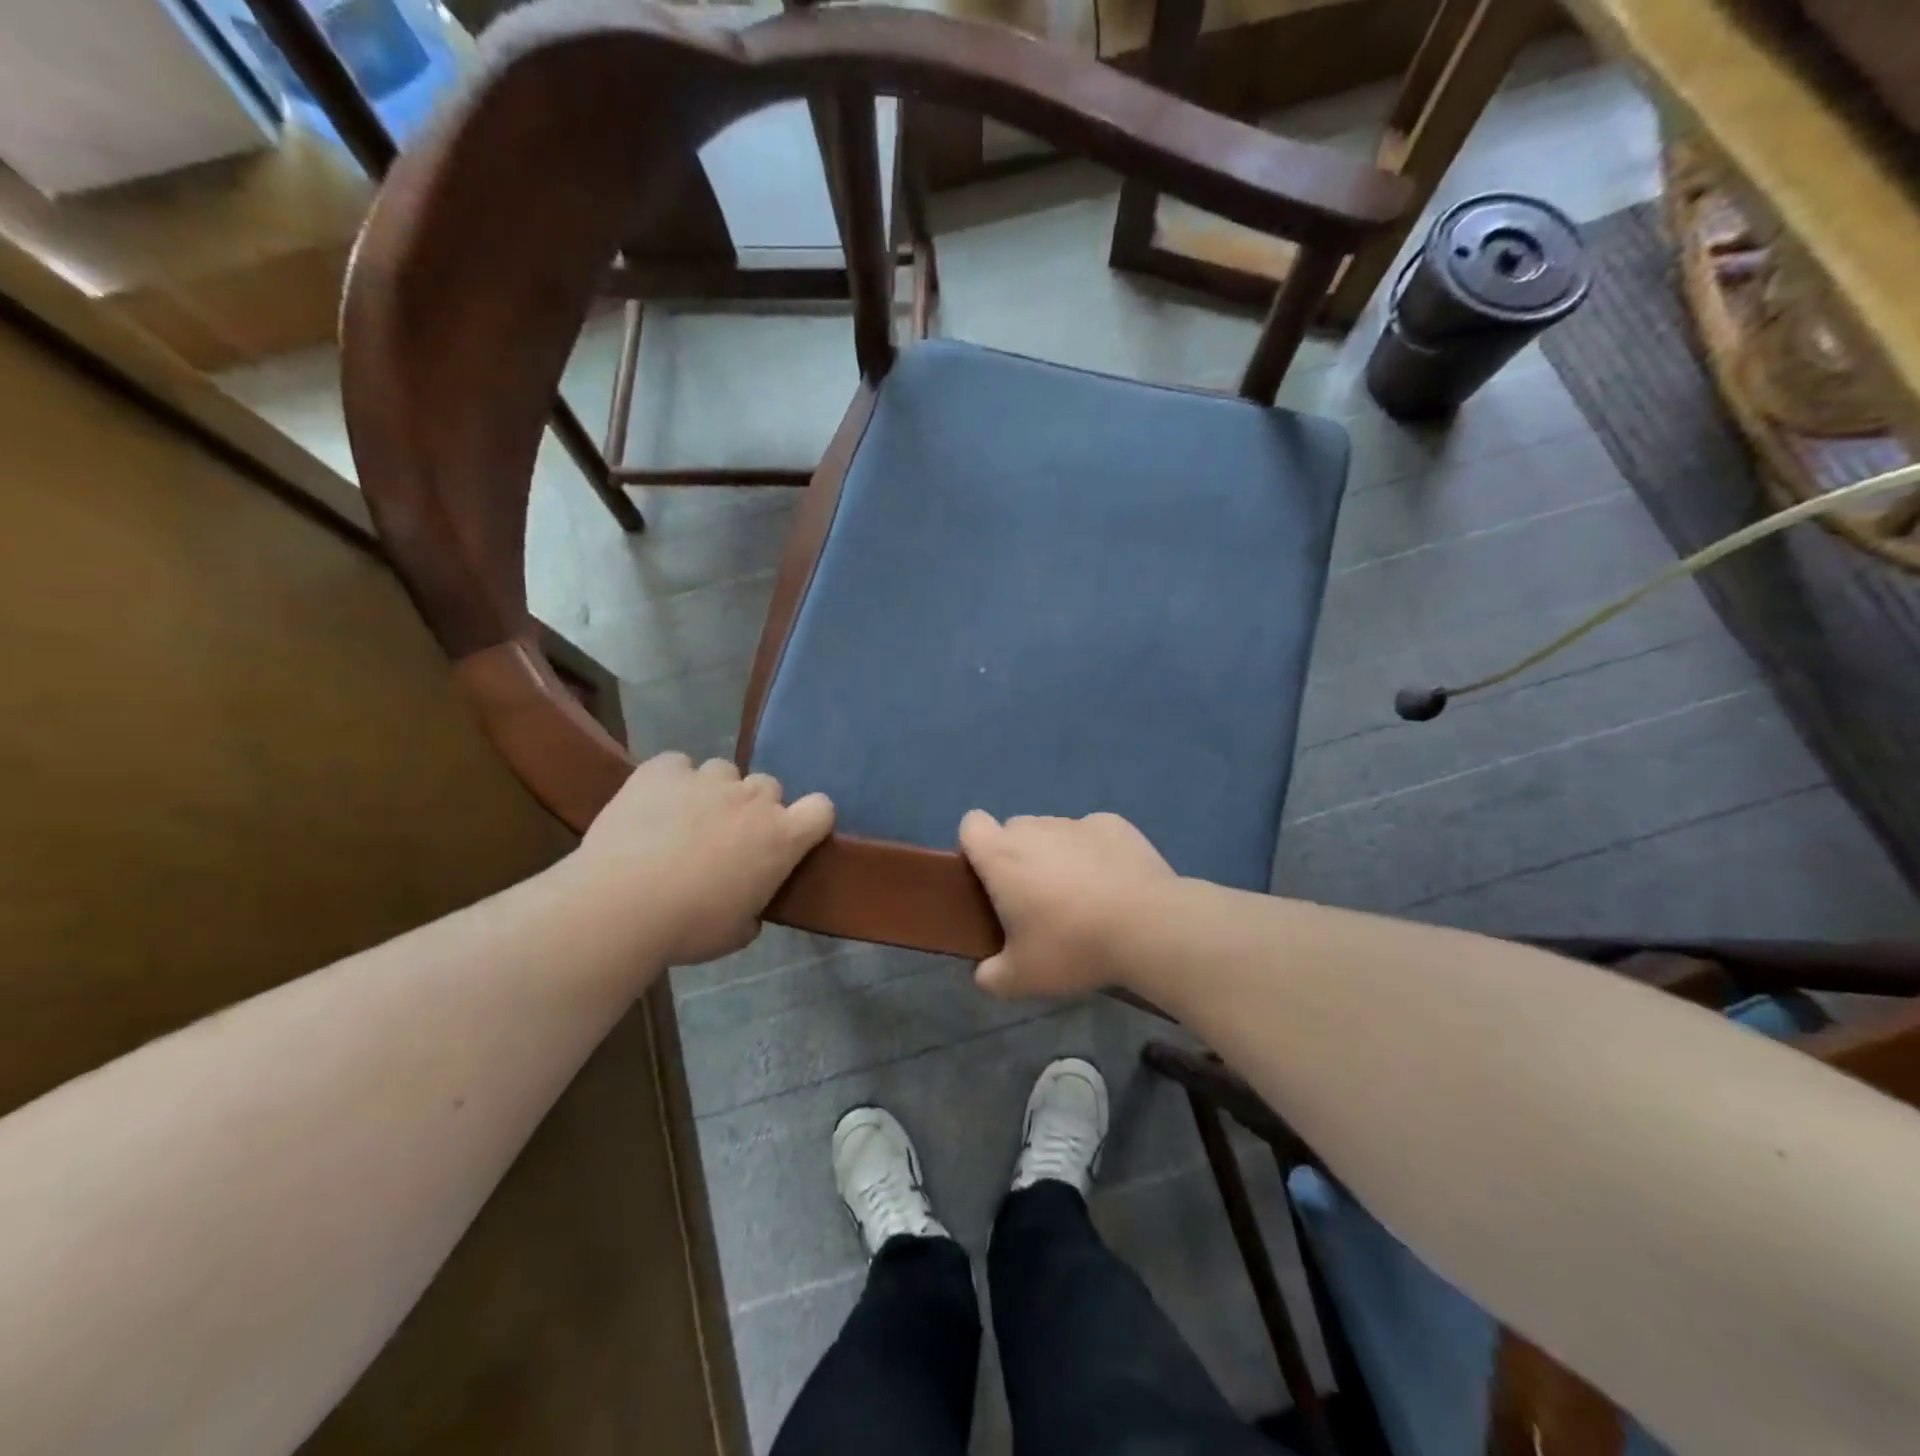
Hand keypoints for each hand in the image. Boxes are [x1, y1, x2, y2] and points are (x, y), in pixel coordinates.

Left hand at [573, 753, 833, 964]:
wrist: (619, 908)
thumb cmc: (688, 928)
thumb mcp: (736, 933)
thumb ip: (754, 910)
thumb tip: (749, 909)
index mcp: (782, 837)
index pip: (821, 809)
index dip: (809, 820)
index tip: (790, 838)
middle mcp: (753, 798)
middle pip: (768, 787)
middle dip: (754, 808)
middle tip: (727, 839)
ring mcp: (708, 778)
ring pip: (723, 772)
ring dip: (713, 793)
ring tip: (683, 822)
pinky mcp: (664, 769)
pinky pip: (676, 765)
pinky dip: (670, 781)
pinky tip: (652, 807)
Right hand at [958, 810, 1174, 998]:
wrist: (1148, 926)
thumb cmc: (1073, 947)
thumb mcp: (1022, 978)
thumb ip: (991, 976)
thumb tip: (984, 974)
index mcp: (1002, 856)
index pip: (971, 824)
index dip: (974, 848)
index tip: (988, 881)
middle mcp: (1035, 828)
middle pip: (1013, 829)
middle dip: (1017, 856)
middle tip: (1035, 900)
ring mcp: (1076, 822)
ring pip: (1053, 831)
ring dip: (1056, 854)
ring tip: (1081, 895)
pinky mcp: (1114, 824)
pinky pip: (1091, 833)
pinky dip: (1094, 851)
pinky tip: (1113, 882)